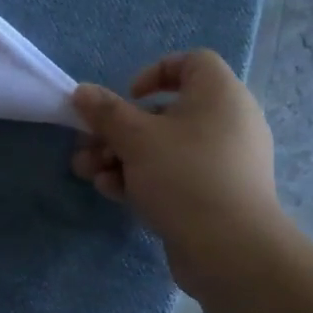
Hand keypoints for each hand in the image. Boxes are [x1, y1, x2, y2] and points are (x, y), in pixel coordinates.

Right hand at [70, 50, 283, 291]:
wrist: (230, 250)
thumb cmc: (184, 176)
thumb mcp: (136, 139)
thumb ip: (105, 112)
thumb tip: (82, 91)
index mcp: (220, 94)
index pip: (192, 62)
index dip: (155, 72)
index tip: (128, 97)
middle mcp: (228, 122)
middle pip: (166, 112)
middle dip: (119, 129)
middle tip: (88, 145)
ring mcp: (223, 162)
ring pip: (165, 149)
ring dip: (122, 157)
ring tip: (88, 172)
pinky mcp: (216, 195)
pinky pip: (176, 176)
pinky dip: (144, 179)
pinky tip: (112, 193)